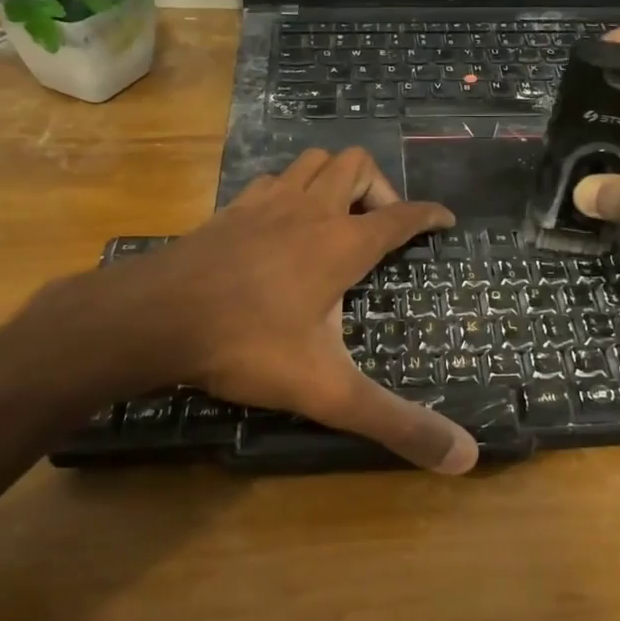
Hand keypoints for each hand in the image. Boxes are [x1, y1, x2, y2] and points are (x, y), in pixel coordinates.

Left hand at [37, 147, 477, 473]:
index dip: (429, 216)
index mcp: (342, 244)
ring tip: (337, 220)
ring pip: (310, 162)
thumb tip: (465, 458)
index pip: (401, 216)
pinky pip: (270, 182)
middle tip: (381, 230)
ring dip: (333, 180)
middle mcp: (309, 211)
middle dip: (380, 188)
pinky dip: (289, 192)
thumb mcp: (329, 391)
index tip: (445, 221)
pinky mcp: (228, 213)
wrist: (153, 318)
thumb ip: (395, 423)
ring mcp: (264, 205)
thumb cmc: (248, 345)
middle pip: (356, 165)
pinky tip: (280, 226)